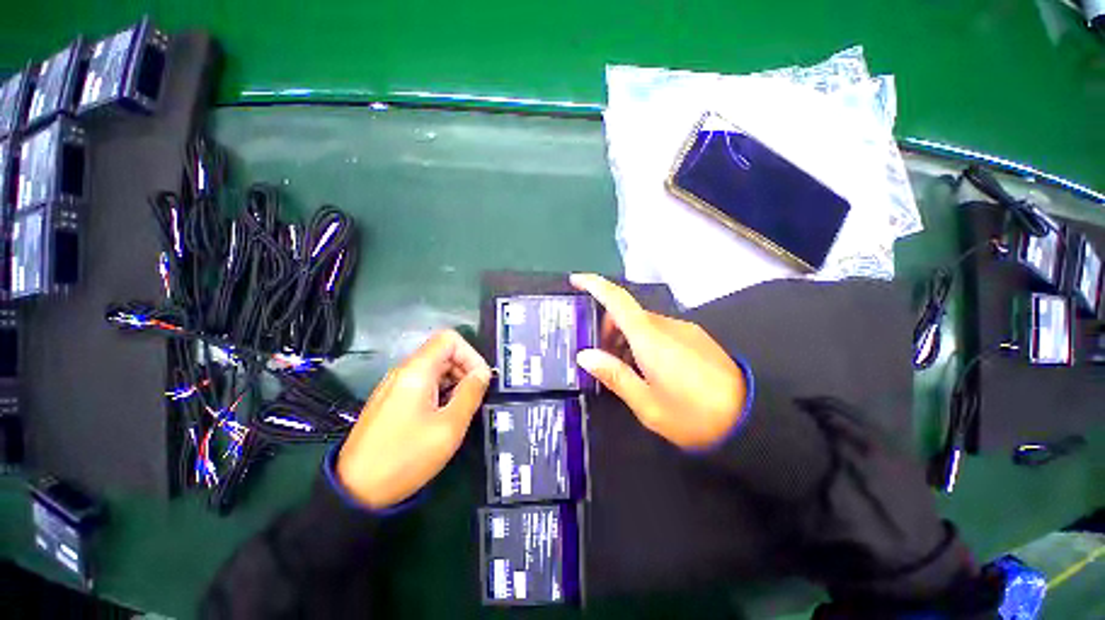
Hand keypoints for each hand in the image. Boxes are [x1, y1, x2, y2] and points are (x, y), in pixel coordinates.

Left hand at [337, 330, 491, 508]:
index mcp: (416, 371)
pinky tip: (444, 416)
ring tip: (461, 410)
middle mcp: (404, 372)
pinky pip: (424, 384)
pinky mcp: (393, 400)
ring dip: (455, 382)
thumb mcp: (448, 427)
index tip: (480, 380)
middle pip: (443, 352)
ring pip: (435, 368)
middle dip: (465, 369)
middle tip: (474, 398)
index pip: (450, 339)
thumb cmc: (405, 457)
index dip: (471, 354)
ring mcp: (396, 386)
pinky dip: (441, 392)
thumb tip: (483, 373)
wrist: (355, 491)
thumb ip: (470, 394)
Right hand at [571, 273, 747, 449]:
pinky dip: (645, 341)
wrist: (752, 418)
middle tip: (602, 359)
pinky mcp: (696, 337)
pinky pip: (661, 331)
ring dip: (627, 337)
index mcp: (650, 338)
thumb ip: (614, 375)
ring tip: (626, 370)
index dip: (594, 285)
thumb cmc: (693, 415)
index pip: (617, 300)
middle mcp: (666, 325)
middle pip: (628, 314)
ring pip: (644, 323)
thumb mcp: (647, 404)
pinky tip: (649, 369)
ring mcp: (684, 329)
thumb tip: (584, 355)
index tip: (576, 280)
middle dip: (608, 329)